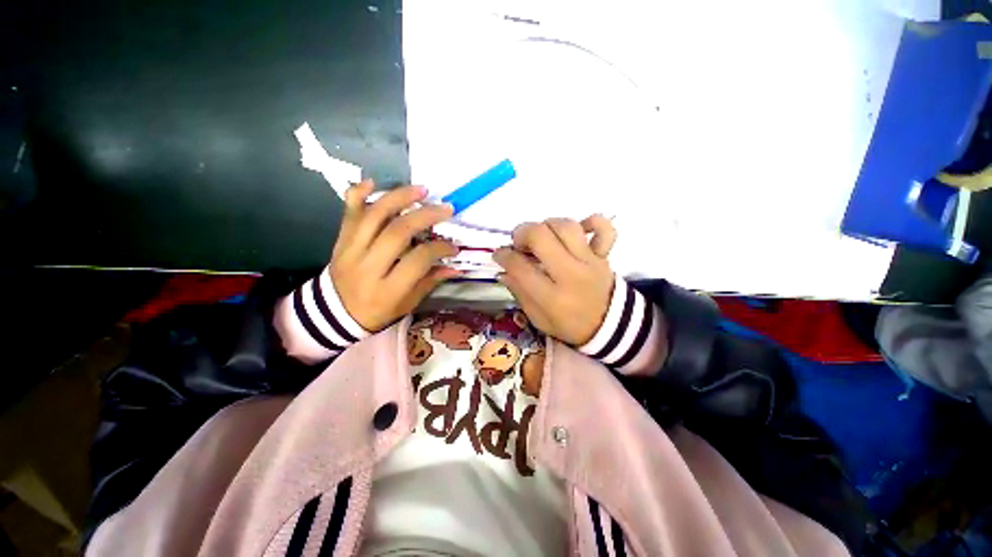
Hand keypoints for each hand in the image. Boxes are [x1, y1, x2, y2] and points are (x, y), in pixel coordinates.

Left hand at [329, 180, 459, 331]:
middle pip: (397, 232)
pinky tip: (373, 182)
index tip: (453, 246)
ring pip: (374, 216)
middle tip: (445, 209)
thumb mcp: (407, 304)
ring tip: (421, 190)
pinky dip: (358, 194)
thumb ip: (430, 282)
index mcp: (387, 289)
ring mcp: (350, 250)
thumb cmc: (377, 311)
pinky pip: (348, 213)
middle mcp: (367, 266)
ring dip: (399, 198)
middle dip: (425, 216)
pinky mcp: (341, 240)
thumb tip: (455, 267)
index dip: (439, 249)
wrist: (334, 313)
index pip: (418, 260)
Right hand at [493, 215, 616, 344]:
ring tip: (542, 236)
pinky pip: (604, 228)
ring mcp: (590, 262)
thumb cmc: (570, 325)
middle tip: (519, 242)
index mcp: (552, 297)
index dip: (503, 256)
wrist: (610, 327)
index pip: (520, 267)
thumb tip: (504, 271)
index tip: (499, 255)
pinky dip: (591, 221)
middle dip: (522, 233)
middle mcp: (570, 275)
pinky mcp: (603, 255)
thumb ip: (520, 294)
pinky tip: (579, 228)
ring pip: (566, 226)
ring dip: (547, 225)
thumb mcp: (539, 319)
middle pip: (541, 236)